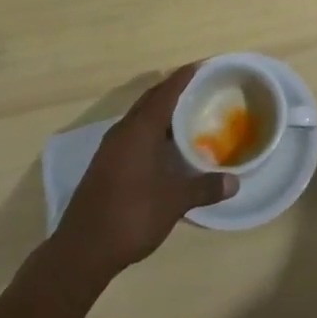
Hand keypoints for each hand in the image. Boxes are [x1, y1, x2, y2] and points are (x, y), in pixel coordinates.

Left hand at [52, 65, 234, 283]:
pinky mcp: (104, 164)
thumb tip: (235, 182)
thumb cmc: (131, 216)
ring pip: (139, 116)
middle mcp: (123, 131)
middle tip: (199, 87)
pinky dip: (150, 129)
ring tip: (185, 113)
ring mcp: (110, 148)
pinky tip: (163, 145)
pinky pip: (132, 133)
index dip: (184, 77)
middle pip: (150, 99)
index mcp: (140, 129)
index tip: (202, 65)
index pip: (166, 92)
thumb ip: (204, 187)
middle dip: (173, 89)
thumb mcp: (174, 202)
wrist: (81, 251)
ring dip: (160, 110)